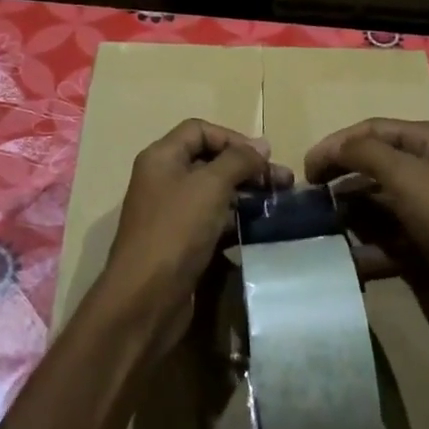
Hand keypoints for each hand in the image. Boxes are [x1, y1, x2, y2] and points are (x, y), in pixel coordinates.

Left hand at [100, 118, 289, 353]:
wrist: (146, 298)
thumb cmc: (176, 231)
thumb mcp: (211, 185)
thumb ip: (238, 160)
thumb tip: (262, 145)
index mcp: (161, 157)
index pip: (199, 130)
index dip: (233, 138)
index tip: (264, 157)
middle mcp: (163, 179)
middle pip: (208, 161)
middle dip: (246, 167)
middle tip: (283, 182)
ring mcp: (170, 213)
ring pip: (213, 192)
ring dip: (244, 194)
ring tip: (277, 204)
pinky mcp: (180, 243)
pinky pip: (211, 221)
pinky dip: (234, 220)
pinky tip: (258, 228)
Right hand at [305, 118, 428, 357]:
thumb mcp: (407, 176)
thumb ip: (363, 153)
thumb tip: (330, 147)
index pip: (371, 130)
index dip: (336, 144)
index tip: (305, 170)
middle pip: (372, 166)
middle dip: (340, 179)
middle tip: (309, 200)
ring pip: (376, 205)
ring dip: (349, 216)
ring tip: (320, 230)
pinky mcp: (428, 244)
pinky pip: (387, 239)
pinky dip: (366, 248)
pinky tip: (346, 259)